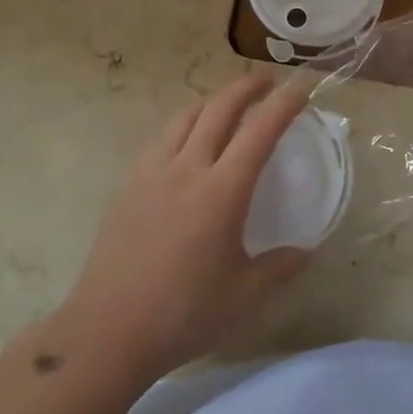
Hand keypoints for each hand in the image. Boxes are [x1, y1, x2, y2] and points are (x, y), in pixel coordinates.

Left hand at [50, 76, 311, 385]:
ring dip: (212, 101)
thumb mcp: (244, 296)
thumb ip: (279, 268)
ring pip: (185, 117)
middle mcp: (188, 169)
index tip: (299, 90)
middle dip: (245, 88)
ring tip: (226, 104)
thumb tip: (305, 252)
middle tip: (265, 82)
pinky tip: (185, 141)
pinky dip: (183, 125)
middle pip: (219, 109)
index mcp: (222, 191)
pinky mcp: (129, 186)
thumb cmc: (183, 313)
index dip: (283, 106)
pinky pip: (161, 139)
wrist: (107, 331)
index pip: (260, 132)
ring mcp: (153, 174)